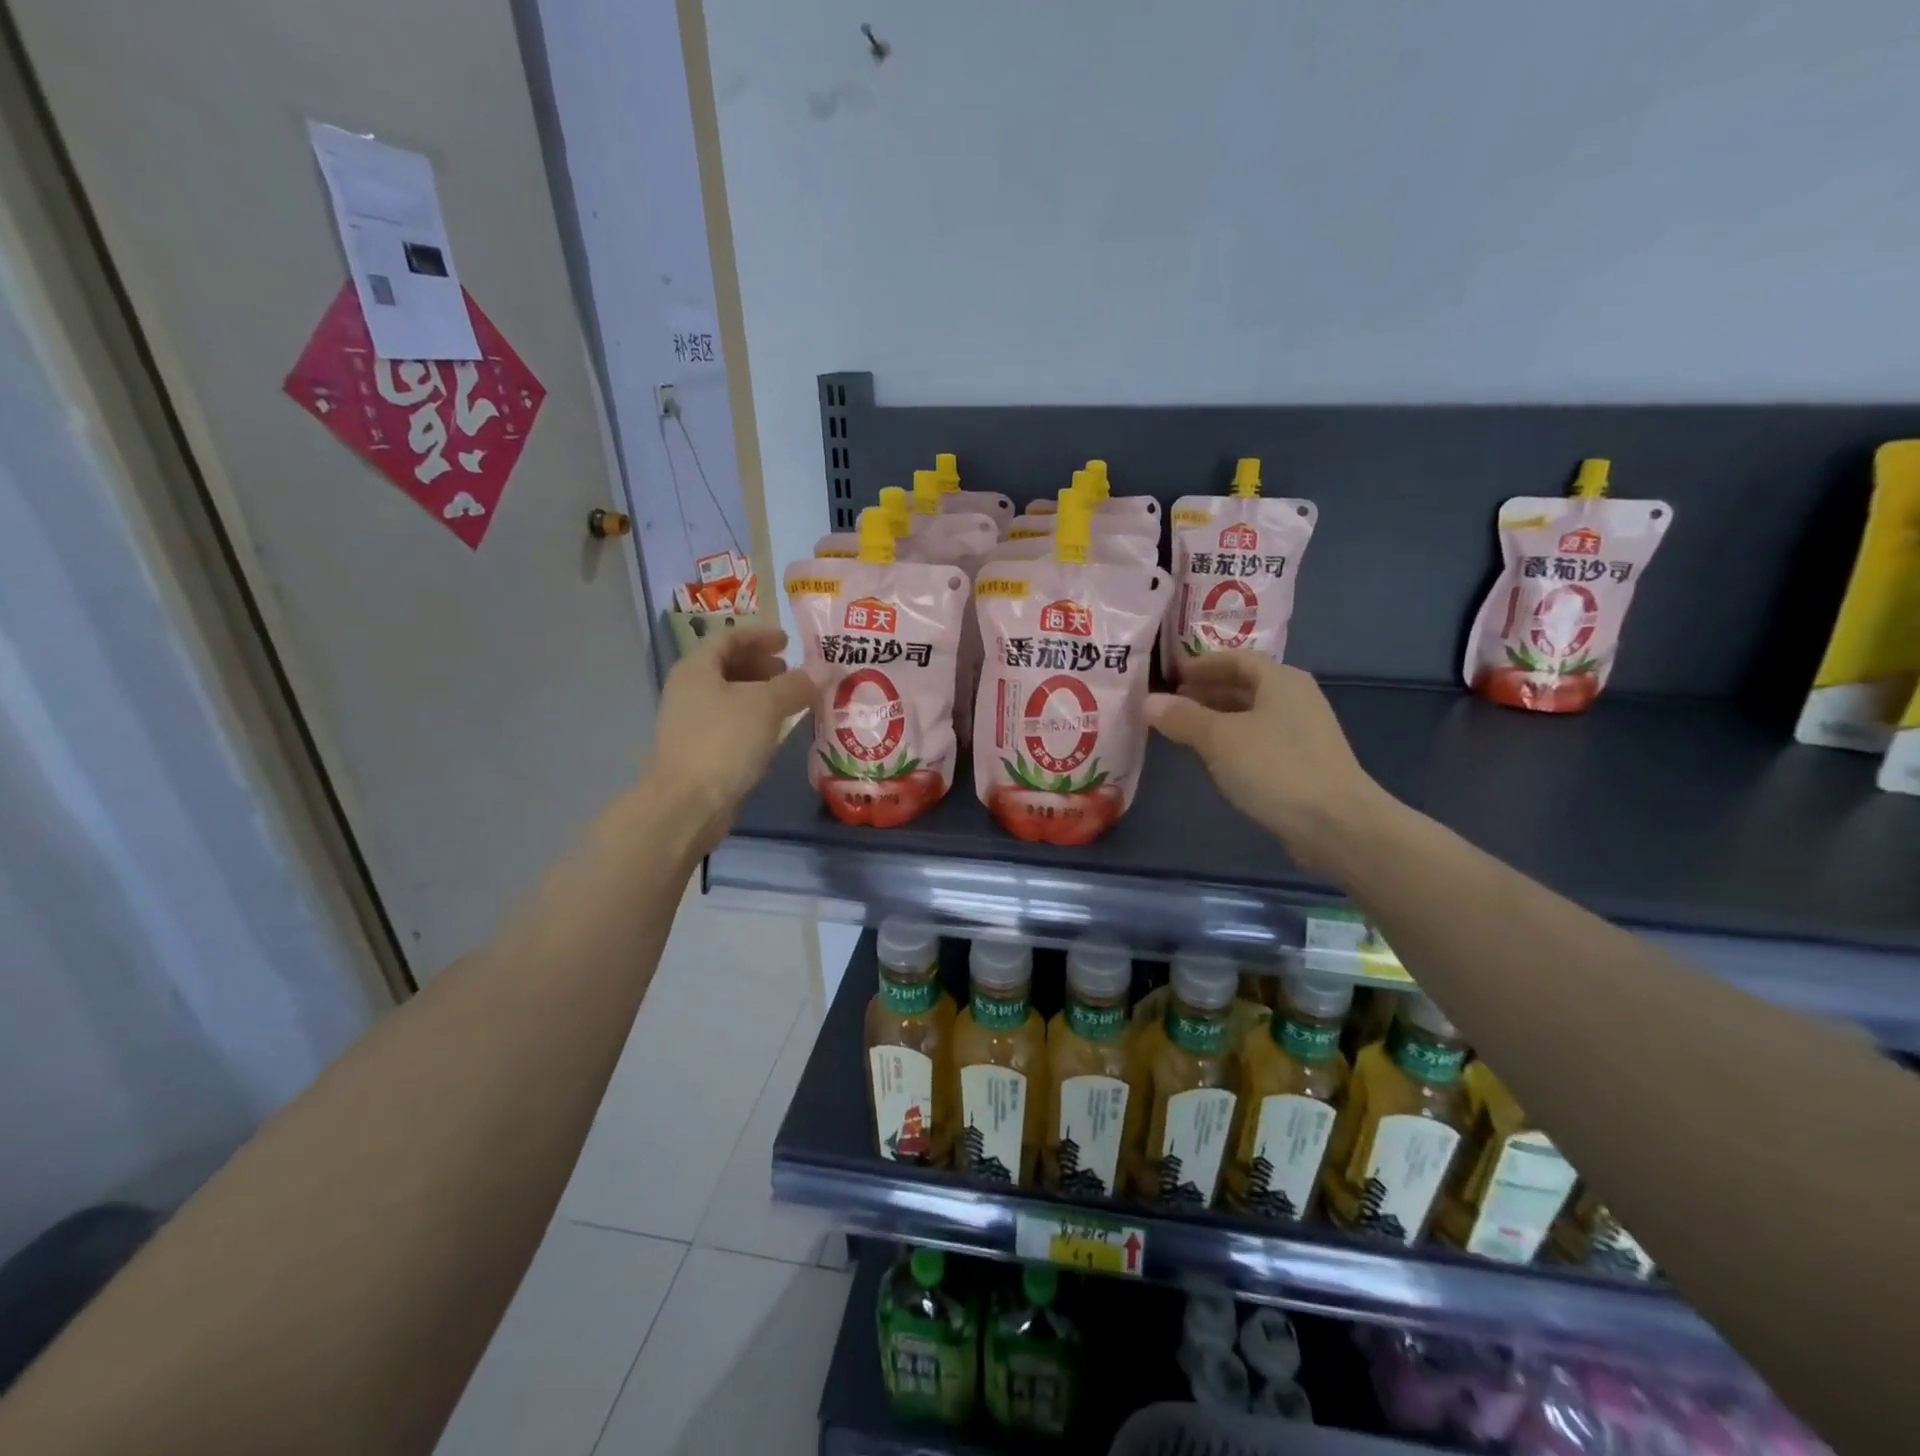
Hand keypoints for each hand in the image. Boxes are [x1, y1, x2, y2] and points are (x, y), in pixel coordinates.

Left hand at [653, 626, 818, 851]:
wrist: (688, 803)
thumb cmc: (724, 741)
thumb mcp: (766, 706)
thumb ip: (798, 684)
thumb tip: (828, 667)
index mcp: (697, 669)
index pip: (729, 638)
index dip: (759, 635)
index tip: (788, 641)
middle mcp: (688, 690)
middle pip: (727, 666)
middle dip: (761, 665)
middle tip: (791, 671)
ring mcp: (691, 722)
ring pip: (730, 696)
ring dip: (760, 692)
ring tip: (790, 700)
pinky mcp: (699, 750)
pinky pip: (731, 721)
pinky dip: (755, 717)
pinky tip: (776, 730)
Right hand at [1145, 653, 1395, 874]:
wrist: (1336, 825)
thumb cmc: (1275, 768)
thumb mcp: (1219, 739)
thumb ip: (1182, 717)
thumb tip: (1147, 701)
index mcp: (1280, 680)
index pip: (1236, 659)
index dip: (1201, 665)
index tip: (1170, 676)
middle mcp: (1296, 698)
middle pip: (1245, 685)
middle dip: (1206, 691)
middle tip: (1170, 703)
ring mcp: (1303, 731)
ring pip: (1252, 714)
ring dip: (1217, 718)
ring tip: (1183, 730)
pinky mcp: (1304, 762)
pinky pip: (1260, 739)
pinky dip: (1233, 740)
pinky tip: (1213, 759)